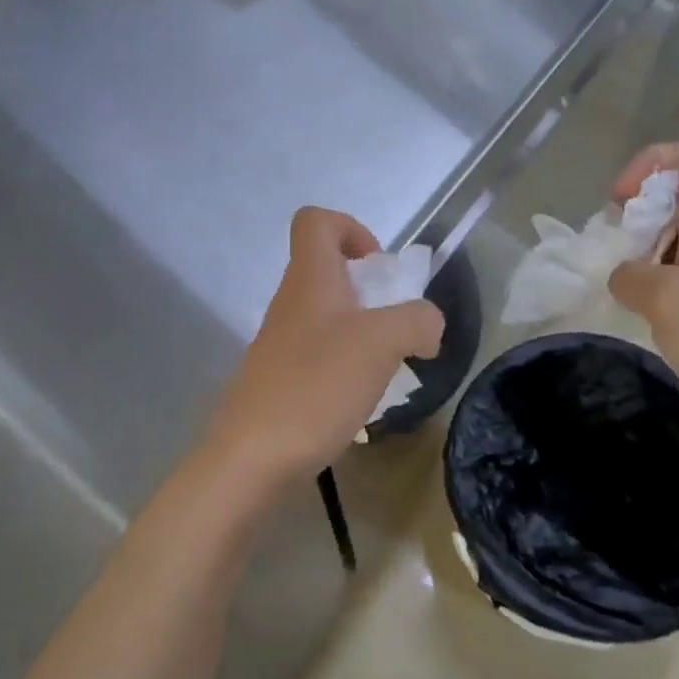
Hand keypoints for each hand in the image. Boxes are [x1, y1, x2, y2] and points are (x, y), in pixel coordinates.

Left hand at [205, 208, 444, 492]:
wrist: (251, 458)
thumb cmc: (316, 386)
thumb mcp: (381, 344)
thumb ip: (416, 321)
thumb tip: (428, 325)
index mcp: (310, 278)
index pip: (316, 220)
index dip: (351, 228)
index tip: (378, 267)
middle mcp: (291, 302)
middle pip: (326, 269)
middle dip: (369, 289)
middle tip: (396, 325)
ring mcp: (281, 342)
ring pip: (327, 315)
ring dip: (362, 331)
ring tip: (387, 367)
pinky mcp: (280, 379)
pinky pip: (320, 354)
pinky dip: (347, 365)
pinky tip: (362, 399)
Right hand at [607, 144, 678, 462]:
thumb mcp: (670, 300)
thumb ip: (632, 276)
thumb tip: (623, 277)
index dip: (648, 166)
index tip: (620, 204)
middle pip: (675, 198)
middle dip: (635, 214)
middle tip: (611, 249)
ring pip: (671, 242)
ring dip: (636, 252)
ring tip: (616, 283)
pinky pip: (673, 281)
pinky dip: (647, 287)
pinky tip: (634, 313)